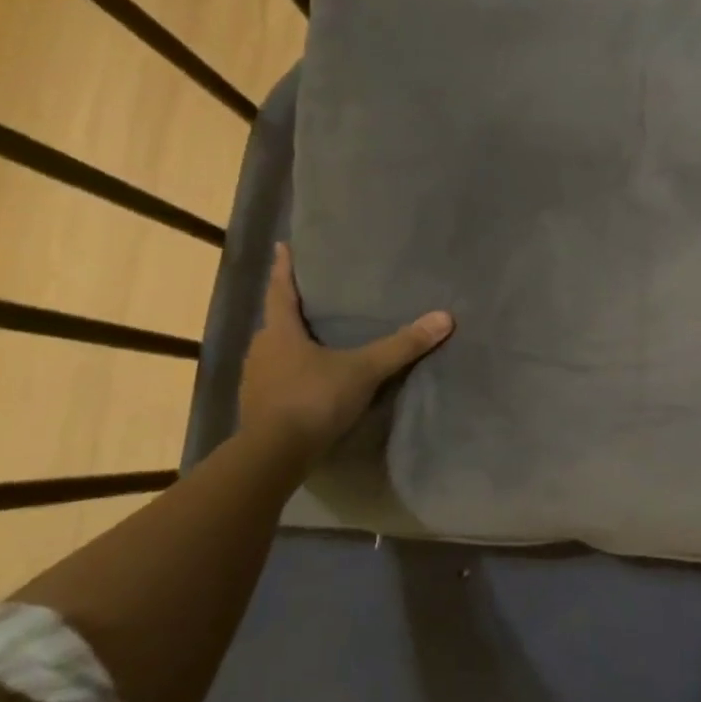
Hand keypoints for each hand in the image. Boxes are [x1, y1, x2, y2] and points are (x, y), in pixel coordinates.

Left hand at [239, 244, 453, 462]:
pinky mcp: (259, 407)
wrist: (275, 455)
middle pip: (278, 322)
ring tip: (316, 340)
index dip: (284, 269)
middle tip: (313, 300)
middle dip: (293, 311)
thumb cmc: (314, 399)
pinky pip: (277, 379)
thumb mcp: (364, 370)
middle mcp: (261, 350)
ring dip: (293, 345)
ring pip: (276, 353)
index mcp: (280, 332)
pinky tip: (310, 382)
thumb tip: (444, 318)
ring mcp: (256, 381)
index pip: (281, 291)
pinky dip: (292, 374)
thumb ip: (401, 346)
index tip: (283, 246)